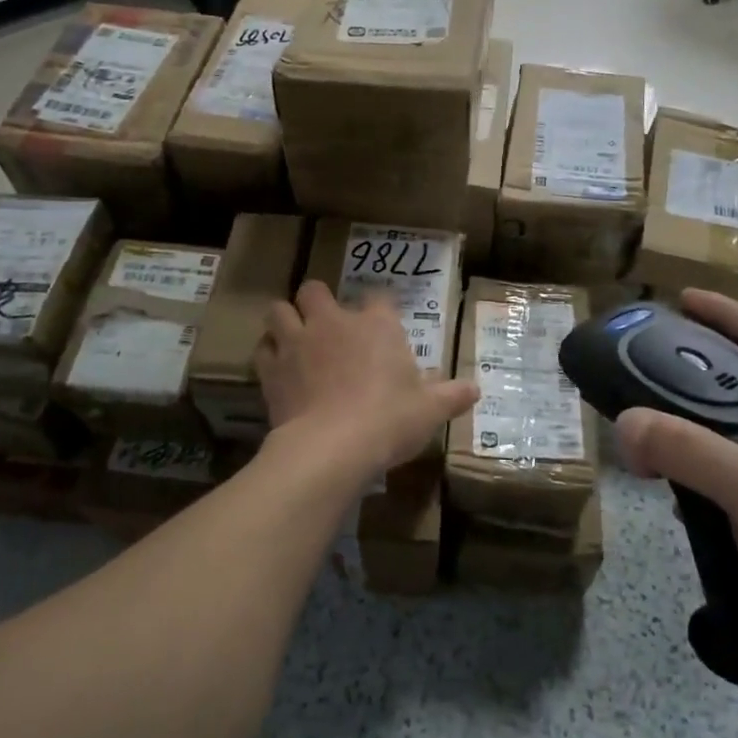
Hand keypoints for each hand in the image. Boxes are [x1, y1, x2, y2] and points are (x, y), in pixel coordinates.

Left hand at [257, 282, 478, 485]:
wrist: (333, 447)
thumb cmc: (389, 420)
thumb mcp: (430, 411)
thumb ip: (451, 396)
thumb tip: (475, 390)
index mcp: (376, 325)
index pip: (379, 298)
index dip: (379, 309)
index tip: (382, 325)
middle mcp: (333, 322)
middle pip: (314, 290)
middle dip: (317, 302)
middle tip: (327, 325)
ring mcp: (297, 342)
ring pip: (279, 310)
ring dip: (286, 320)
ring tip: (294, 337)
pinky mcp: (271, 368)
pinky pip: (262, 348)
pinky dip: (268, 354)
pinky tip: (278, 368)